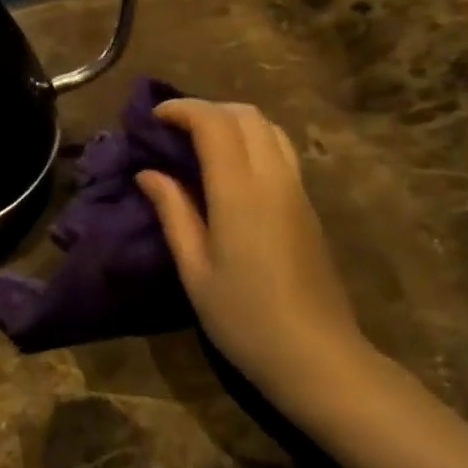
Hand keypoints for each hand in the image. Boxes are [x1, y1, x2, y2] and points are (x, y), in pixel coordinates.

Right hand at [136, 99, 377, 416]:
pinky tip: (230, 169)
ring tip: (200, 144)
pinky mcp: (308, 205)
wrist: (318, 357)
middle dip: (205, 109)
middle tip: (173, 130)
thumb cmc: (244, 318)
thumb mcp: (195, 270)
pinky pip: (280, 150)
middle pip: (245, 115)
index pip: (213, 123)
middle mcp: (273, 178)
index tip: (153, 119)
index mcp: (239, 192)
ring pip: (268, 127)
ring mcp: (297, 190)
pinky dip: (251, 140)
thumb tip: (149, 173)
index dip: (181, 109)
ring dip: (232, 121)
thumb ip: (173, 212)